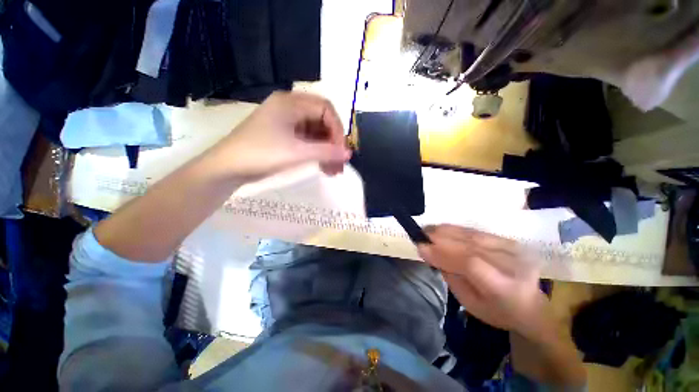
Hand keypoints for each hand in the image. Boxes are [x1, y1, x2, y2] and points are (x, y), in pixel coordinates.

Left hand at [216, 92, 351, 180]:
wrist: (228, 168)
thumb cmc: (261, 154)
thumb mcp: (297, 152)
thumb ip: (326, 152)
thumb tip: (349, 154)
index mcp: (291, 103)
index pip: (326, 109)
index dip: (338, 130)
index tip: (342, 151)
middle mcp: (290, 108)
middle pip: (322, 121)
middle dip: (333, 143)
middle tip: (339, 164)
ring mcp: (287, 122)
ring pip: (316, 133)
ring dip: (326, 151)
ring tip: (333, 171)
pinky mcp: (284, 135)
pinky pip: (307, 141)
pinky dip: (316, 153)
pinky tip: (322, 167)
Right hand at [418, 225, 546, 336]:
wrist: (532, 306)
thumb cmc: (497, 311)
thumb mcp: (470, 304)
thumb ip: (451, 277)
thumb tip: (431, 253)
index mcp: (504, 288)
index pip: (471, 264)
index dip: (443, 253)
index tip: (421, 247)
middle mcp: (512, 265)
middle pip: (471, 246)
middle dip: (441, 238)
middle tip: (420, 233)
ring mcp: (514, 251)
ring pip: (474, 236)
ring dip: (447, 231)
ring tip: (428, 228)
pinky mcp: (510, 241)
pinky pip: (478, 232)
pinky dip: (458, 229)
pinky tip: (443, 228)